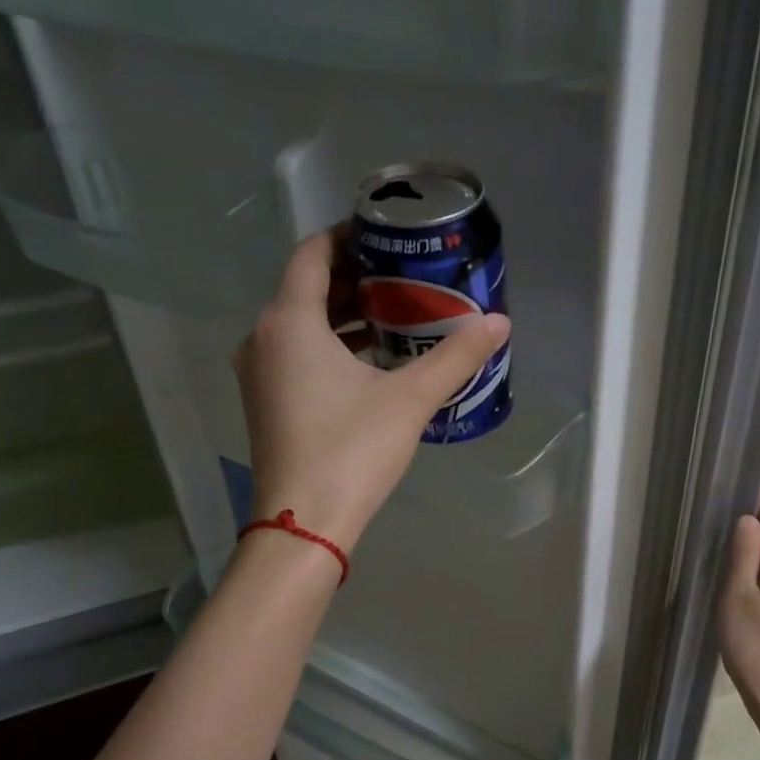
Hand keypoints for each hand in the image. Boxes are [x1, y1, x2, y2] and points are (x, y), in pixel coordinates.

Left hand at [235, 231, 509, 551]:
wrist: (305, 522)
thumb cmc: (352, 450)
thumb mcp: (410, 399)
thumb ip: (456, 357)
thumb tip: (499, 323)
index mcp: (290, 321)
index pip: (314, 253)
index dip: (349, 237)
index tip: (387, 237)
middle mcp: (264, 338)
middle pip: (308, 288)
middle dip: (355, 278)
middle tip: (404, 276)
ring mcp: (260, 373)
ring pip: (302, 324)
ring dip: (344, 315)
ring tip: (396, 315)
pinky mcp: (267, 403)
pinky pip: (298, 354)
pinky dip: (331, 346)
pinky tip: (372, 362)